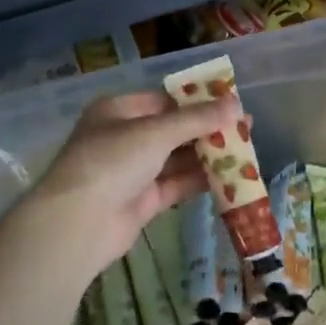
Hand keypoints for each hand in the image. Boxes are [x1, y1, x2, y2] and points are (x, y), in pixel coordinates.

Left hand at [13, 90, 234, 279]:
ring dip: (207, 155)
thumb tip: (238, 104)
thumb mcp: (156, 132)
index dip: (197, 101)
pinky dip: (200, 180)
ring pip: (177, 158)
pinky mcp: (142, 201)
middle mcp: (124, 137)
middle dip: (207, 129)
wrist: (78, 224)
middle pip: (173, 129)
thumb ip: (197, 119)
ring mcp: (133, 171)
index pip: (164, 100)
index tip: (231, 103)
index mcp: (118, 110)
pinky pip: (176, 184)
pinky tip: (230, 177)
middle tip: (246, 127)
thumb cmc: (112, 161)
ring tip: (246, 151)